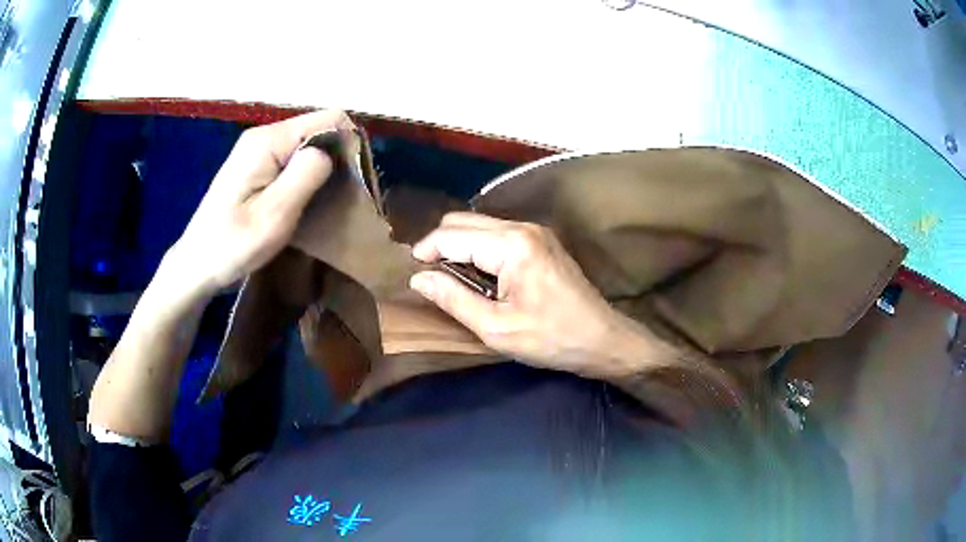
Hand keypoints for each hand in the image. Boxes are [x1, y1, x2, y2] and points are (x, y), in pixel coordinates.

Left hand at [168, 110, 353, 293]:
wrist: (195, 266)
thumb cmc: (230, 247)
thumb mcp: (273, 216)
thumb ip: (305, 176)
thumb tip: (331, 150)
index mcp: (267, 141)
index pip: (328, 119)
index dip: (348, 144)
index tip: (353, 181)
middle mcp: (264, 136)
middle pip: (319, 130)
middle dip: (337, 159)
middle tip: (339, 200)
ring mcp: (258, 150)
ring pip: (308, 146)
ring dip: (323, 172)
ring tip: (323, 204)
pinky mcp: (256, 166)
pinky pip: (294, 160)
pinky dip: (308, 178)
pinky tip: (305, 202)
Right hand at [410, 212, 644, 375]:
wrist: (602, 339)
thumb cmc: (550, 339)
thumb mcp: (496, 328)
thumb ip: (453, 299)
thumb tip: (418, 279)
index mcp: (511, 245)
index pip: (452, 235)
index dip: (425, 251)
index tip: (412, 274)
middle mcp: (522, 227)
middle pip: (464, 221)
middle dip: (440, 245)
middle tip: (430, 278)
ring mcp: (534, 231)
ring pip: (480, 225)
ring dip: (459, 246)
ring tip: (451, 280)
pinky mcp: (541, 240)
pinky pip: (497, 234)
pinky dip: (479, 249)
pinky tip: (478, 275)